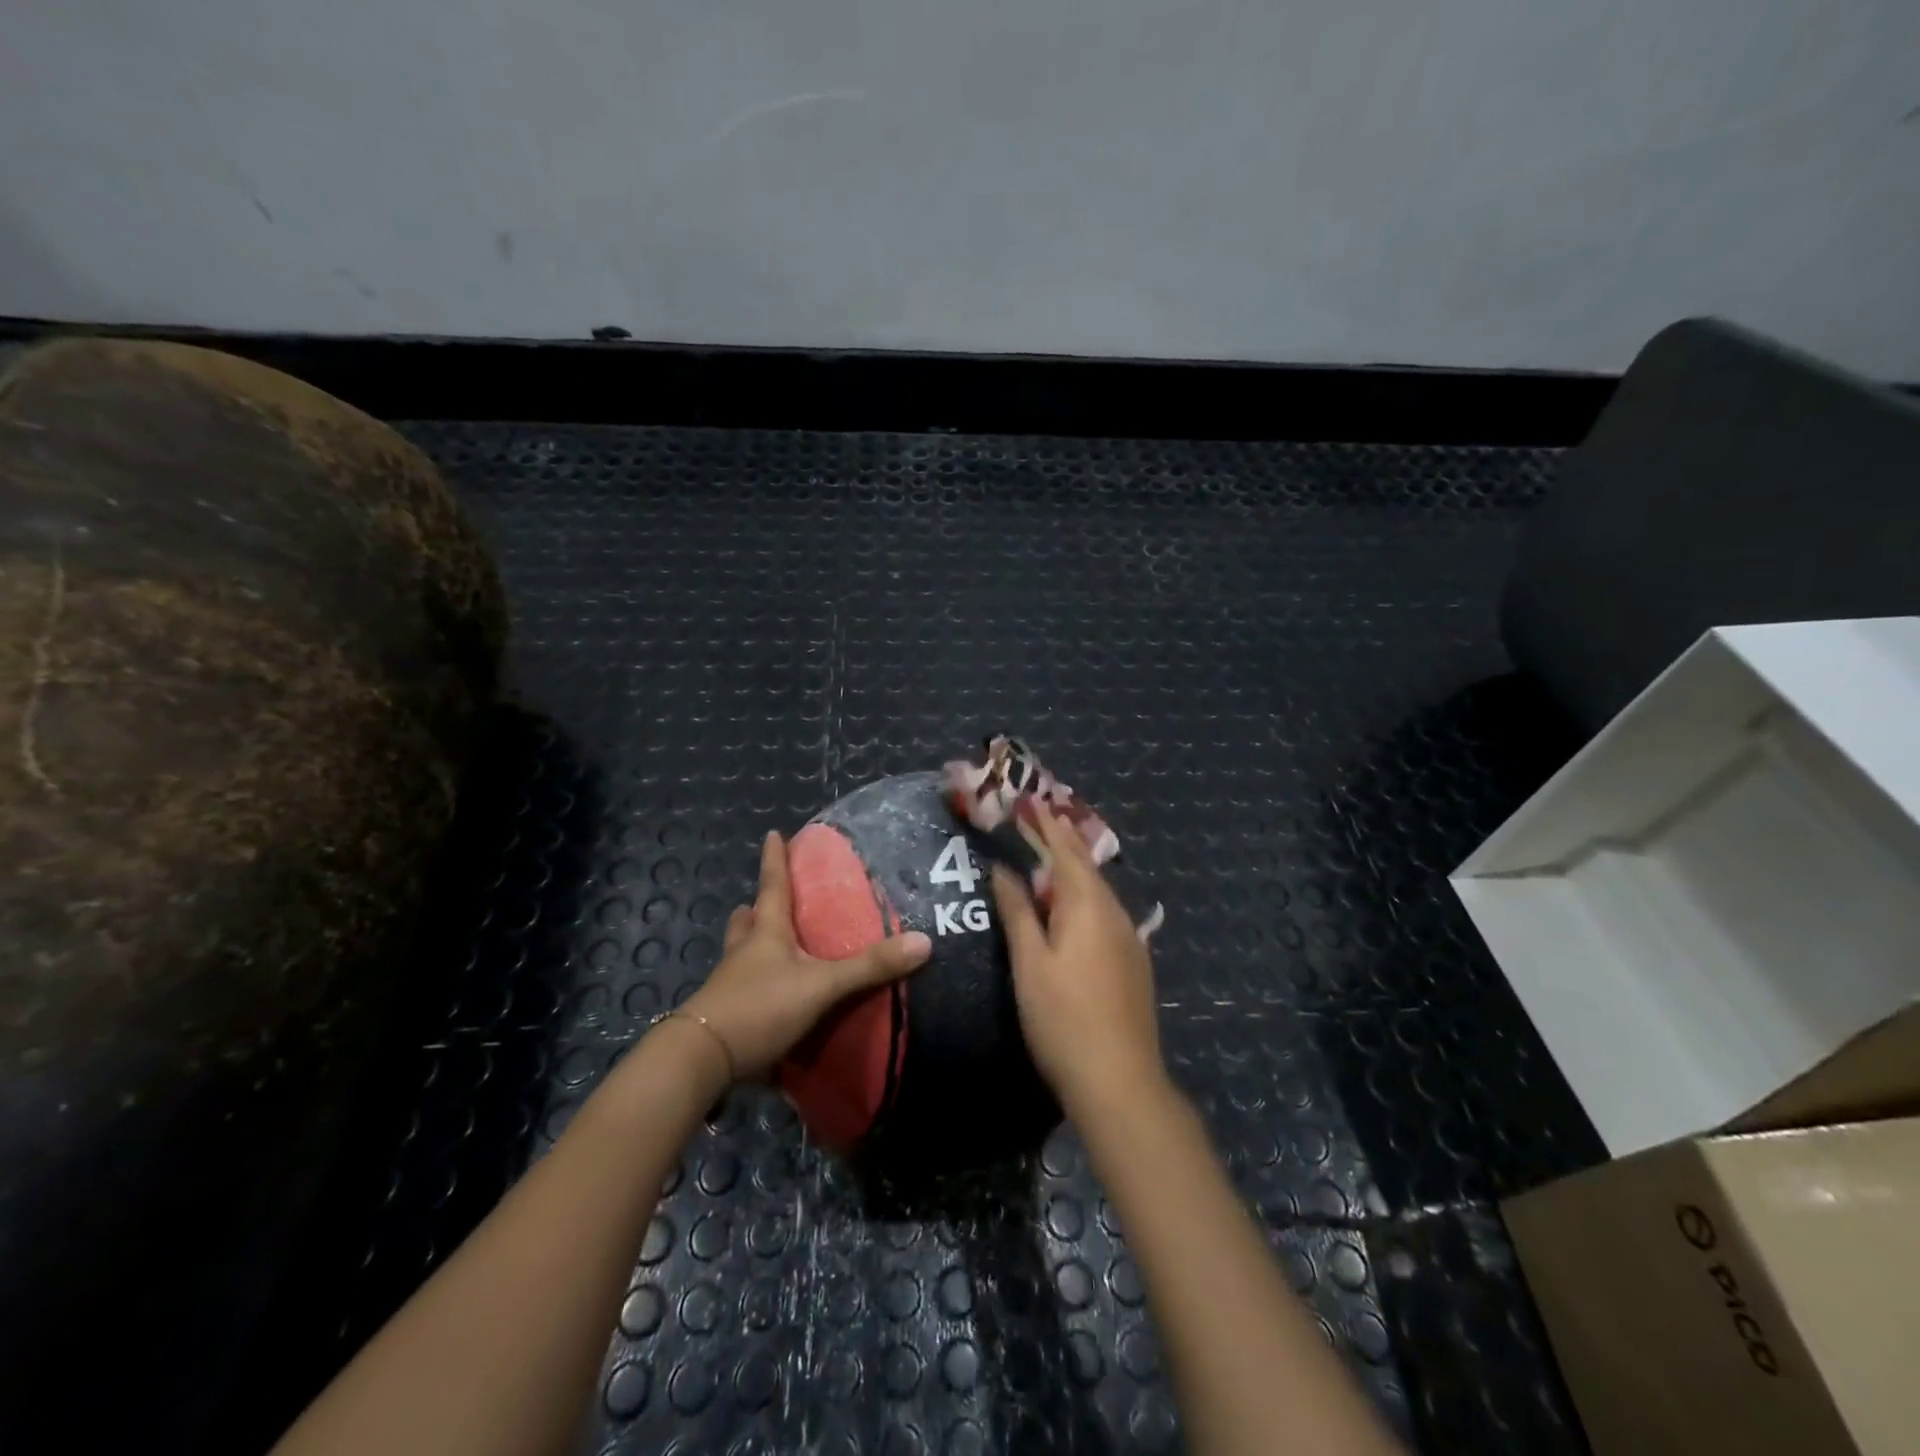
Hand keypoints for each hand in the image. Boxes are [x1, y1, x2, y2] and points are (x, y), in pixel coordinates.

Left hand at [679, 831, 931, 1080]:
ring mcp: (730, 986)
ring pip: (741, 954)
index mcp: (765, 933)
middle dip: (757, 908)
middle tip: (766, 901)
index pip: (772, 886)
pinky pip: (743, 991)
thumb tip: (924, 942)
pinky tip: (772, 997)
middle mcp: (744, 953)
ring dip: (752, 945)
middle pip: (747, 921)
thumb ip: (869, 967)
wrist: (701, 1061)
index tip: (772, 834)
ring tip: (769, 945)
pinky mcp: (727, 1017)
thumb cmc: (760, 1007)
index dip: (774, 859)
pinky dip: (755, 986)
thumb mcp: (822, 985)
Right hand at [990, 810, 1167, 1117]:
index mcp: (1088, 906)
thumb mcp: (1030, 963)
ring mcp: (1130, 939)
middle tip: (1043, 815)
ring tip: (1054, 852)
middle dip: (1063, 839)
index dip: (1046, 826)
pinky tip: (1076, 906)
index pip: (1065, 852)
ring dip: (1075, 868)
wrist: (1120, 1081)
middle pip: (1086, 866)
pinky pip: (1106, 912)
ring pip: (1099, 890)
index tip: (1031, 801)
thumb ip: (1018, 912)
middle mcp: (1115, 913)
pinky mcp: (1134, 962)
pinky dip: (1086, 895)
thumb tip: (1004, 869)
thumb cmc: (1063, 1019)